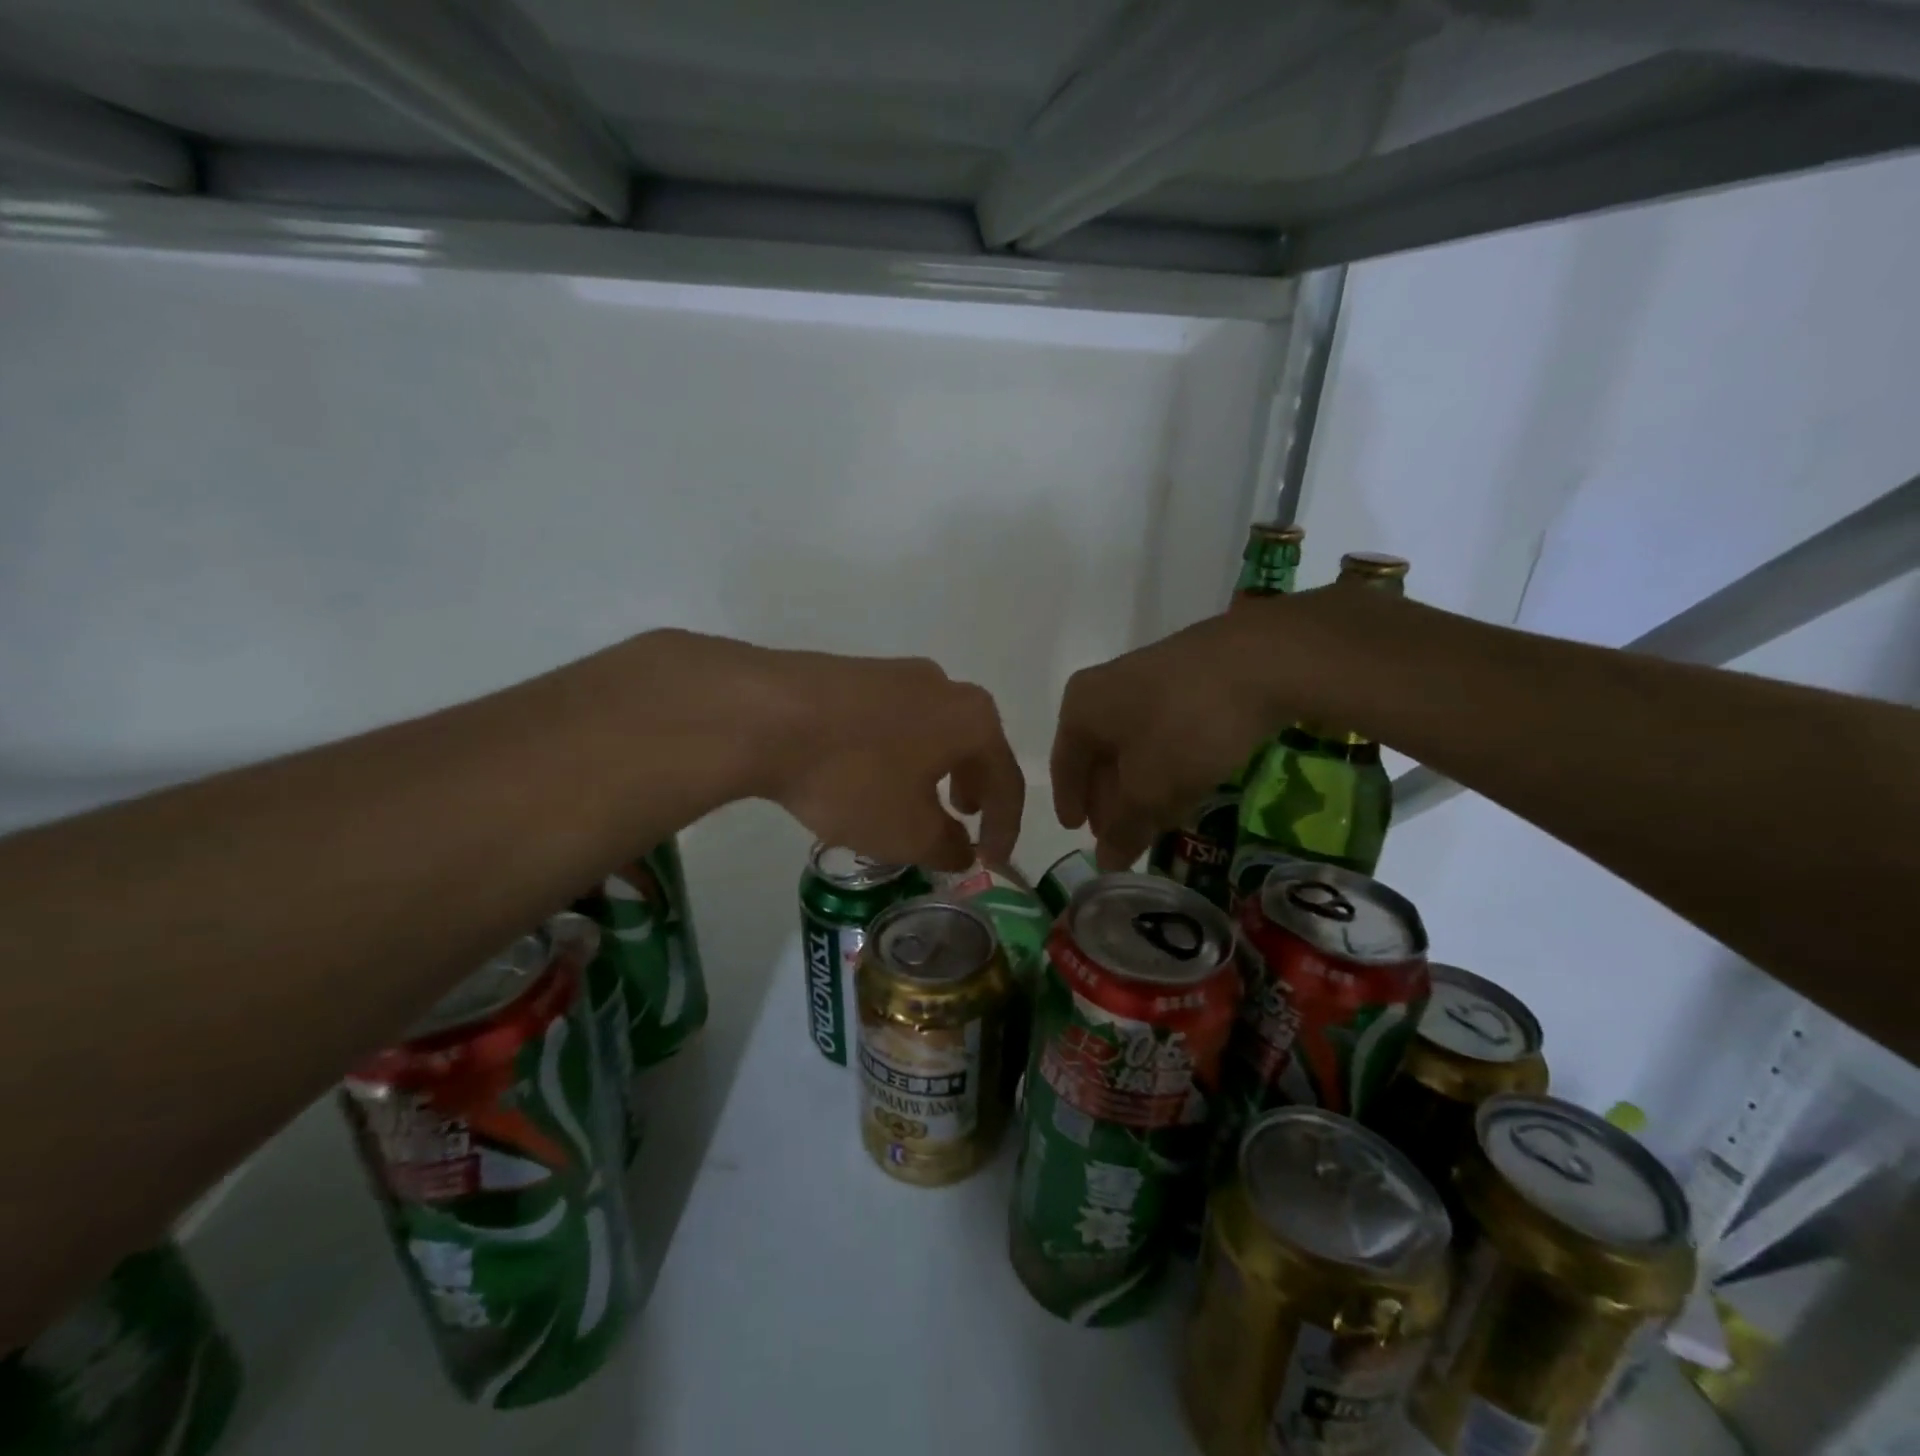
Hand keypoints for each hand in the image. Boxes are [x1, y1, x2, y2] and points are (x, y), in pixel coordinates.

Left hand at [750, 648, 1023, 872]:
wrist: (765, 714)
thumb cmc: (854, 776)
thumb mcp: (907, 833)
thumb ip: (947, 848)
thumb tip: (962, 850)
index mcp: (972, 719)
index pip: (1006, 780)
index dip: (1005, 827)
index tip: (992, 861)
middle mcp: (943, 686)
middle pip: (973, 746)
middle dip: (973, 789)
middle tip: (963, 819)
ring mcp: (895, 673)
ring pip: (931, 731)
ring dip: (932, 770)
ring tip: (913, 800)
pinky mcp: (853, 673)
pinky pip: (893, 721)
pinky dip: (896, 753)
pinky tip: (867, 775)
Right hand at [1051, 599, 1303, 868]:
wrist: (1262, 661)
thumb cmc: (1185, 727)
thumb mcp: (1149, 789)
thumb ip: (1124, 829)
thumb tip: (1105, 862)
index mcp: (1081, 708)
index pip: (1064, 765)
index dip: (1071, 803)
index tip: (1077, 832)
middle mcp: (1105, 688)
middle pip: (1098, 754)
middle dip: (1108, 798)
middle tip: (1120, 832)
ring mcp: (1148, 679)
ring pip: (1133, 744)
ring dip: (1139, 784)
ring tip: (1154, 817)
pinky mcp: (1187, 679)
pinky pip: (1163, 731)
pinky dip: (1165, 763)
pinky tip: (1183, 784)